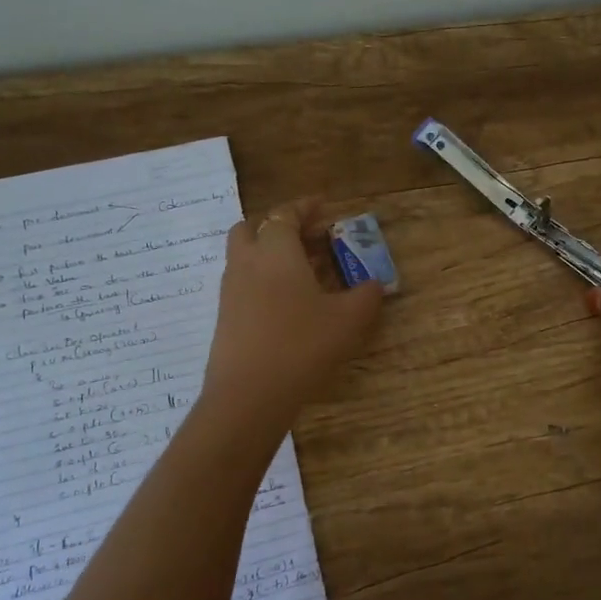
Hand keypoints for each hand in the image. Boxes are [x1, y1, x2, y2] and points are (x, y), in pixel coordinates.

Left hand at [201, 198, 383, 427]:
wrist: (249, 394)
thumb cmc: (302, 344)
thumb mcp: (348, 319)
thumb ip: (366, 295)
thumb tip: (375, 284)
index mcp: (276, 251)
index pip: (286, 214)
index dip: (305, 207)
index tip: (323, 205)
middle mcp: (247, 262)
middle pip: (253, 228)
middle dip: (279, 226)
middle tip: (310, 239)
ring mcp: (231, 290)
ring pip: (246, 256)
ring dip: (270, 253)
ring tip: (304, 271)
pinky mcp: (225, 316)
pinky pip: (244, 282)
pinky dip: (264, 278)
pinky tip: (288, 302)